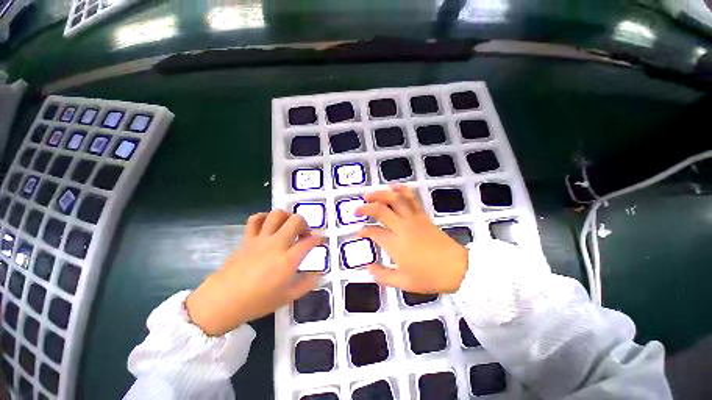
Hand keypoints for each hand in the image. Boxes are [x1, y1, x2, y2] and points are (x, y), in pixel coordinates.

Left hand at [185, 210, 321, 335]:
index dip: (318, 238)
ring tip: (288, 225)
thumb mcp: (288, 297)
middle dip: (305, 223)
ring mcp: (261, 239)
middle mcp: (277, 244)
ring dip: (287, 216)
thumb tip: (319, 274)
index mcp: (288, 259)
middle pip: (296, 221)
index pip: (309, 241)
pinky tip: (269, 223)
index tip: (320, 240)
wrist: (223, 301)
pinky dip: (264, 217)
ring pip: (277, 215)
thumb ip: (307, 283)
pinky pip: (255, 219)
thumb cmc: (258, 302)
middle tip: (304, 233)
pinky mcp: (247, 238)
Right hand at [356, 185, 467, 293]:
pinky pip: (412, 198)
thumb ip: (382, 276)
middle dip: (366, 207)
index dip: (364, 231)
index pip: (374, 232)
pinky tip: (393, 186)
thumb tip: (368, 268)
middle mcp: (402, 227)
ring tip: (369, 195)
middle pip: (381, 210)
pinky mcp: (423, 215)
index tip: (359, 232)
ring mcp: (414, 219)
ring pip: (395, 199)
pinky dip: (402, 190)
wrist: (458, 268)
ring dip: (380, 194)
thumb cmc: (430, 277)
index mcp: (396, 244)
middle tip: (357, 209)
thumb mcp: (404, 283)